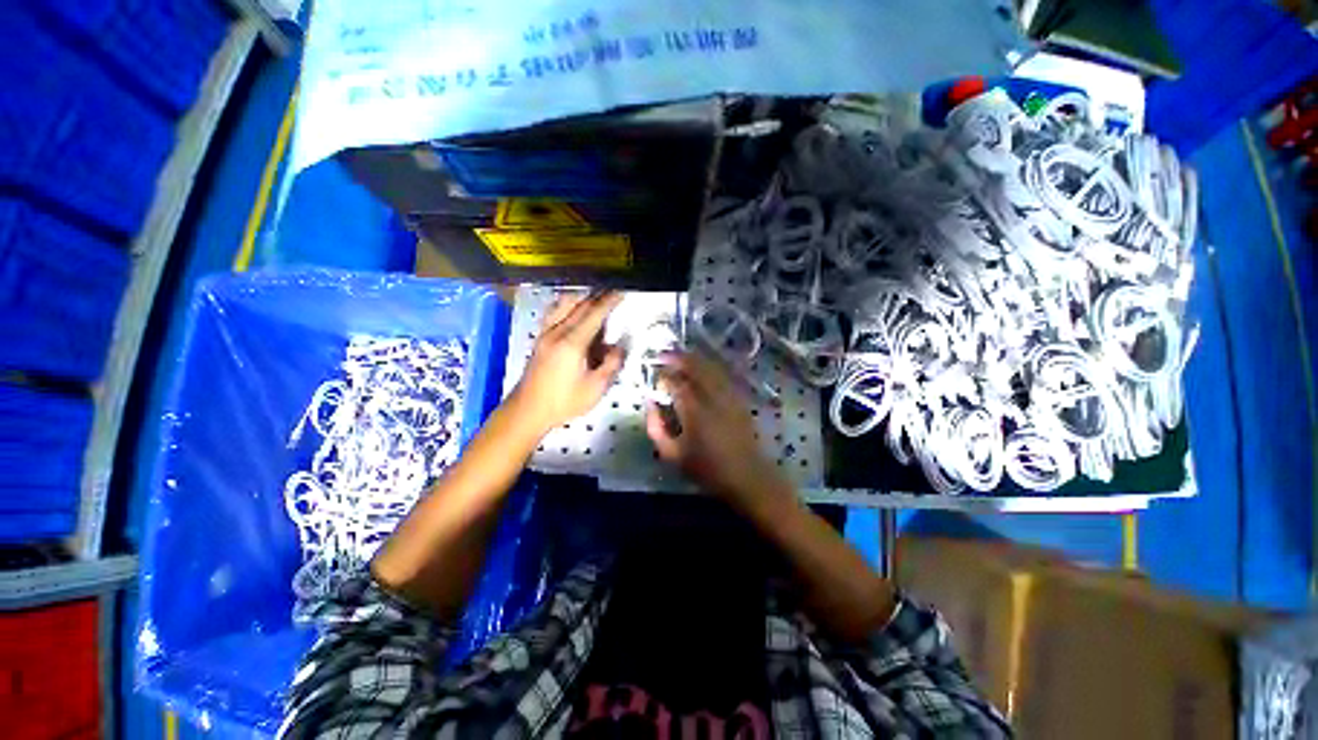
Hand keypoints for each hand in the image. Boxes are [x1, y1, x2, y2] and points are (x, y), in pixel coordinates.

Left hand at [508, 291, 625, 435]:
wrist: (528, 410)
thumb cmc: (563, 402)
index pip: (594, 314)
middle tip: (614, 293)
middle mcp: (557, 332)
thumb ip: (611, 364)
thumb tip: (619, 347)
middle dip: (599, 296)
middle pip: (580, 305)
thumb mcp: (595, 388)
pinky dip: (567, 305)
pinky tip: (574, 311)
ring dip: (582, 298)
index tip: (622, 291)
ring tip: (596, 300)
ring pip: (564, 304)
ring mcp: (546, 333)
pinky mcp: (540, 338)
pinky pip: (554, 311)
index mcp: (572, 343)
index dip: (610, 301)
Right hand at [645, 351, 793, 512]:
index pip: (676, 382)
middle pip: (695, 367)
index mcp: (694, 410)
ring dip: (694, 358)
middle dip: (678, 357)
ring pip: (711, 367)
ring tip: (680, 355)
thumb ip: (656, 427)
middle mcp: (712, 396)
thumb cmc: (707, 468)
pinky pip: (723, 374)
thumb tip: (650, 404)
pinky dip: (710, 366)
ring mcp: (729, 394)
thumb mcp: (672, 454)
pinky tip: (702, 367)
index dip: (664, 374)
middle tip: (664, 355)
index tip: (655, 374)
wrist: (747, 476)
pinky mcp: (739, 397)